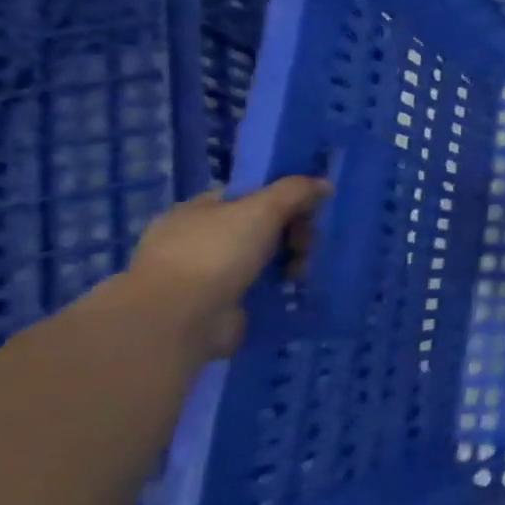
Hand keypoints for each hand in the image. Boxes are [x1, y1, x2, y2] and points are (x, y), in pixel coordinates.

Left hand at [118, 177, 330, 365]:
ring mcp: (206, 272)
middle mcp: (198, 238)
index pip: (249, 194)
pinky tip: (291, 287)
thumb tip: (324, 184)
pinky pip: (260, 283)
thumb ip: (296, 191)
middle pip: (262, 225)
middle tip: (305, 246)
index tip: (309, 211)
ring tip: (299, 273)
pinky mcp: (218, 301)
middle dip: (293, 233)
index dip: (283, 198)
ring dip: (291, 260)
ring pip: (264, 256)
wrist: (179, 320)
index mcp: (197, 210)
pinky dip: (278, 284)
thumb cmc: (216, 253)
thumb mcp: (263, 209)